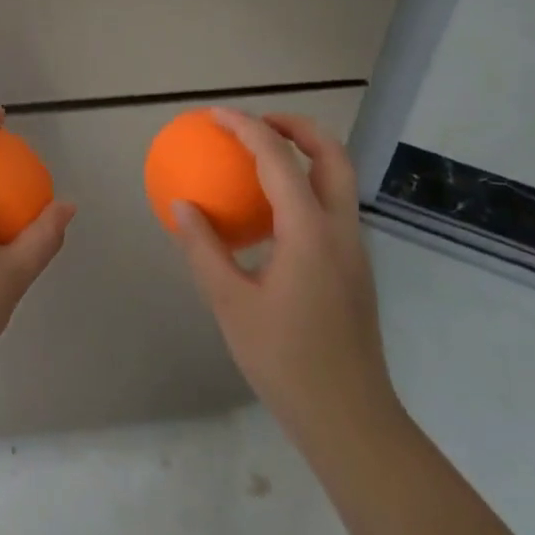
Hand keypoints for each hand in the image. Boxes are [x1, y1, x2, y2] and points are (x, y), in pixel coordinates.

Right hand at [172, 109, 402, 463]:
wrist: (348, 418)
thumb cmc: (285, 360)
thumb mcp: (230, 303)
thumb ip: (204, 249)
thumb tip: (182, 205)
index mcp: (309, 232)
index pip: (279, 159)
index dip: (246, 128)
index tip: (216, 116)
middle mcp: (340, 230)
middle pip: (332, 155)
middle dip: (297, 126)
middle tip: (256, 122)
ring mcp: (353, 249)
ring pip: (339, 180)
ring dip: (305, 154)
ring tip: (260, 157)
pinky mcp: (353, 268)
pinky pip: (331, 207)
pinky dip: (305, 187)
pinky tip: (270, 213)